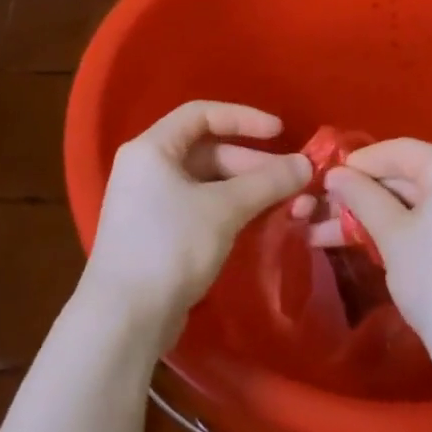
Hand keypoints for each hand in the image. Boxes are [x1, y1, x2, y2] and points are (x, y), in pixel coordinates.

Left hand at [84, 102, 311, 349]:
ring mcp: (150, 203)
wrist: (125, 317)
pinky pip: (201, 207)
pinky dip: (231, 209)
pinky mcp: (158, 234)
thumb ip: (267, 182)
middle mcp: (146, 169)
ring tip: (285, 203)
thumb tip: (306, 164)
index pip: (201, 114)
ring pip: (207, 182)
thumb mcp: (224, 208)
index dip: (244, 118)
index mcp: (152, 149)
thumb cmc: (170, 246)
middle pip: (207, 151)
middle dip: (252, 162)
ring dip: (247, 188)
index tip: (280, 132)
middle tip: (291, 180)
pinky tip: (259, 222)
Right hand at [307, 139, 431, 362]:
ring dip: (379, 215)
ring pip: (422, 203)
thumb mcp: (391, 233)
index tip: (327, 176)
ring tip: (331, 233)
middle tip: (325, 207)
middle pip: (413, 176)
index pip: (403, 151)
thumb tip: (335, 174)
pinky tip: (368, 241)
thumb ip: (361, 195)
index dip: (361, 162)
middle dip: (365, 194)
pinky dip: (406, 228)